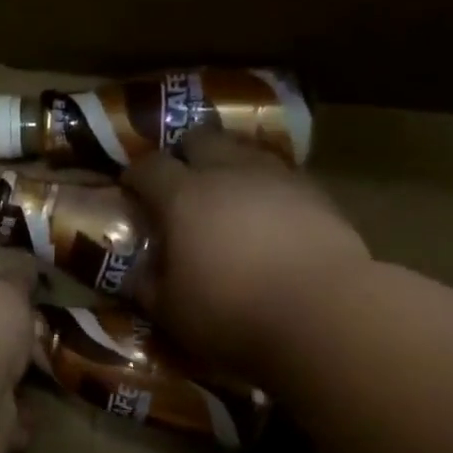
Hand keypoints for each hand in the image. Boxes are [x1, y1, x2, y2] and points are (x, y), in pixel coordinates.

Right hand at [124, 129, 370, 379]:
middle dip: (184, 155)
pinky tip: (269, 214)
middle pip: (198, 139)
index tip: (130, 190)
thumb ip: (145, 285)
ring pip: (243, 150)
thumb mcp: (171, 312)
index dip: (135, 176)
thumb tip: (131, 271)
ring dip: (228, 165)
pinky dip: (265, 187)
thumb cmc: (232, 314)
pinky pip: (280, 175)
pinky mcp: (315, 191)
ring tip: (227, 196)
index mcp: (183, 197)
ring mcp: (275, 176)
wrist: (322, 312)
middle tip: (180, 184)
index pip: (148, 168)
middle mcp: (227, 171)